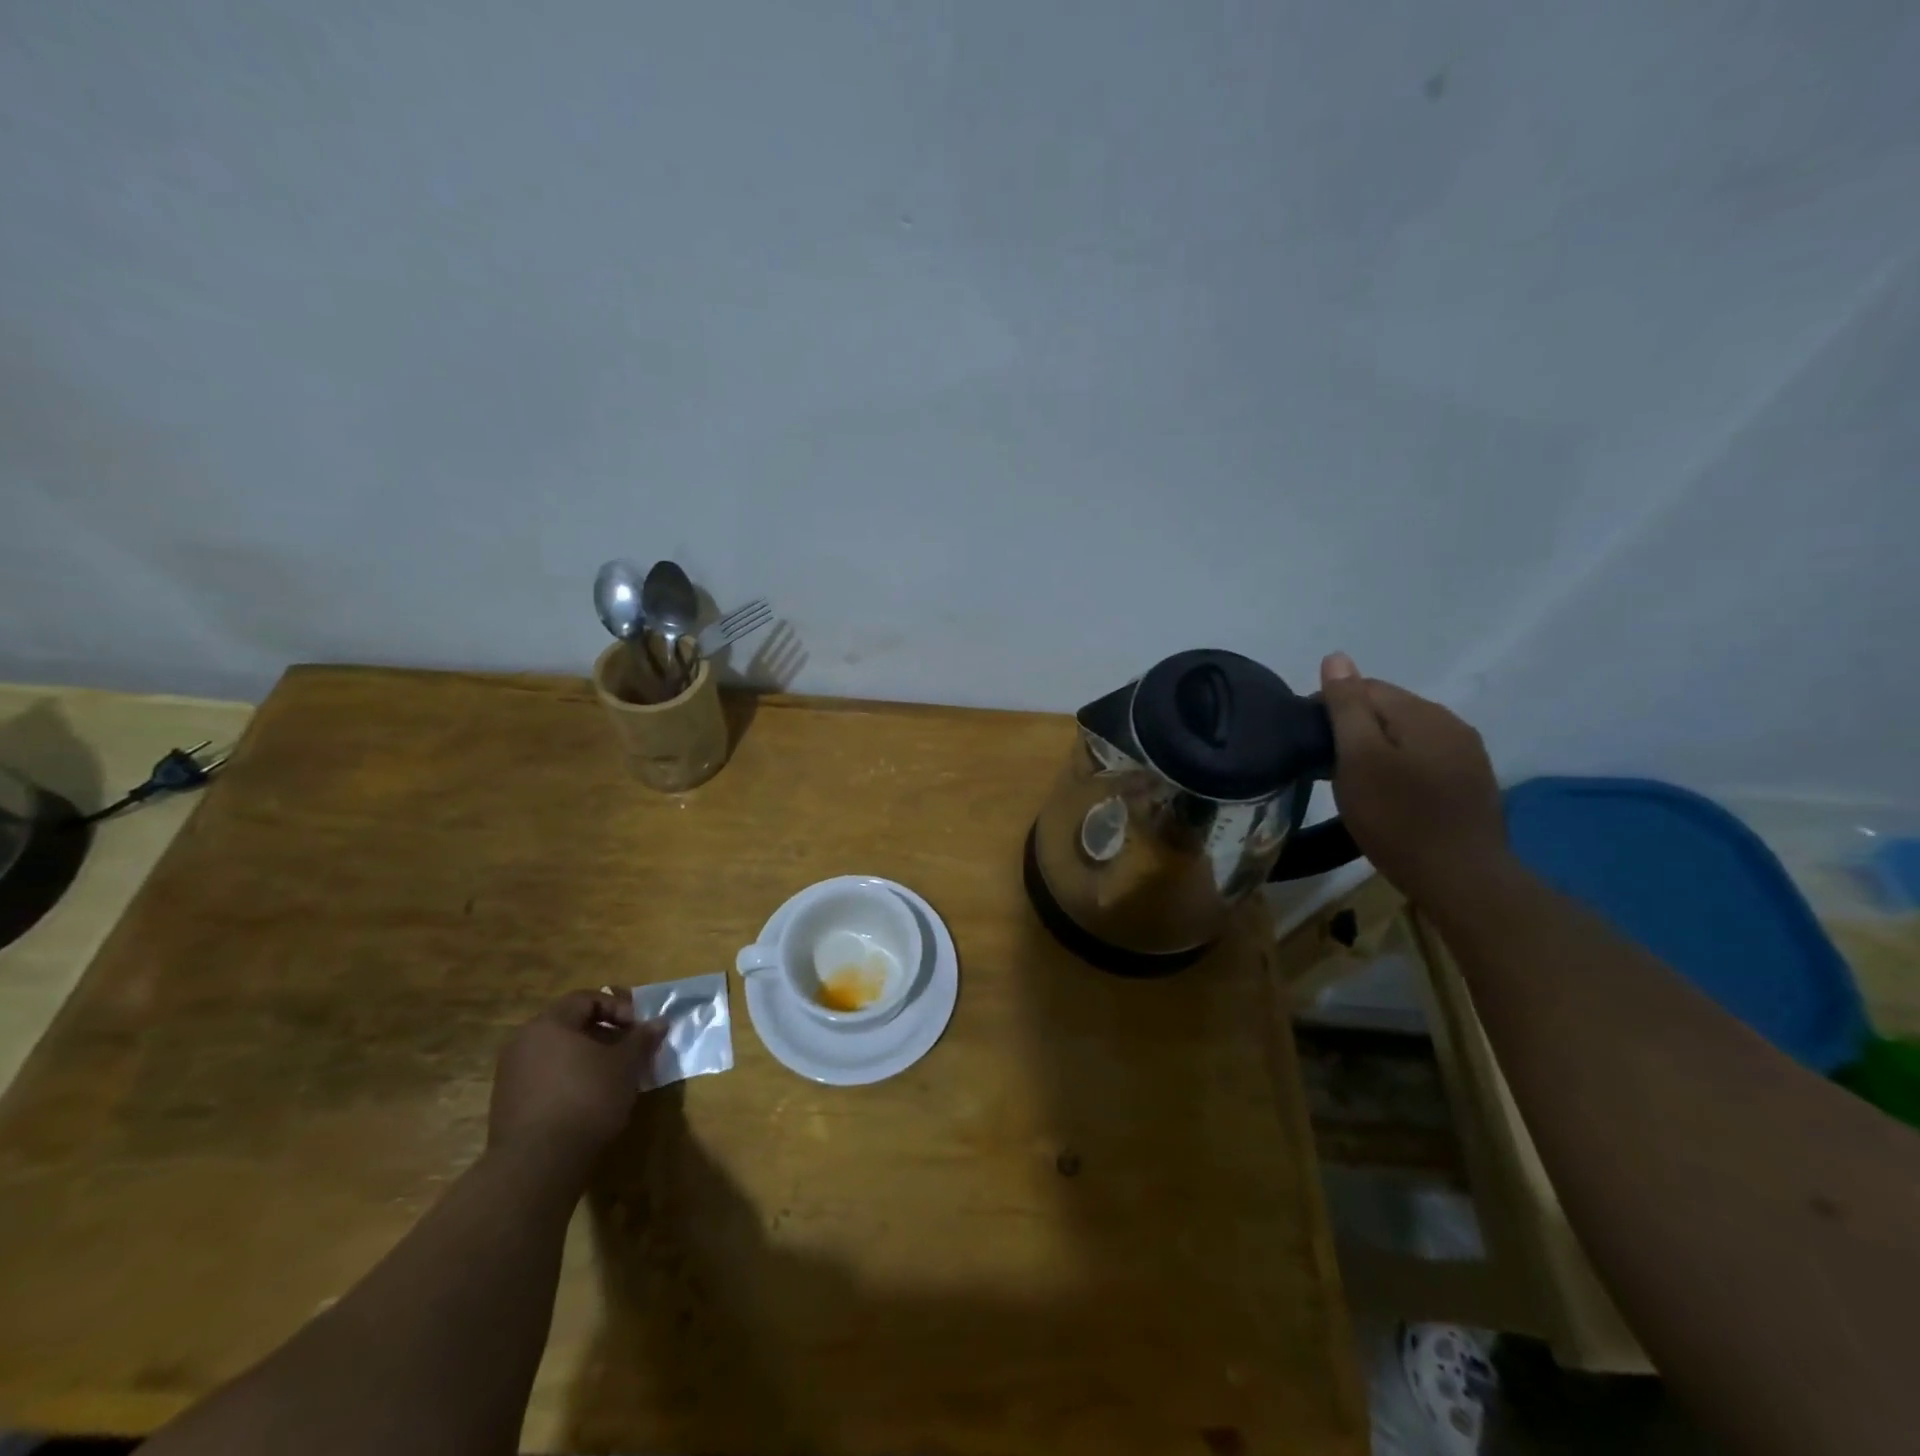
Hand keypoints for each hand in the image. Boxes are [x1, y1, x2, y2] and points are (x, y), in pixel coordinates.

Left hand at [489, 990, 661, 1163]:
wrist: (537, 1164)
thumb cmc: (586, 1098)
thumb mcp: (626, 1065)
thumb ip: (642, 1039)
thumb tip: (660, 1022)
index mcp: (549, 1024)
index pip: (586, 999)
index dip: (617, 1007)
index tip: (637, 1028)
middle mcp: (524, 1042)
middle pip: (570, 1025)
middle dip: (604, 1034)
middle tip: (628, 1050)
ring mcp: (511, 1075)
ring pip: (557, 1053)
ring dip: (587, 1058)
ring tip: (612, 1077)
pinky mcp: (507, 1105)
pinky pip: (545, 1078)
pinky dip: (569, 1080)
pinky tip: (588, 1101)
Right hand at [1319, 652, 1509, 903]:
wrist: (1462, 880)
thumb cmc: (1398, 818)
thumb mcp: (1359, 759)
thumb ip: (1347, 706)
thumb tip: (1336, 656)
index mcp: (1421, 713)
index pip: (1365, 687)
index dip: (1329, 706)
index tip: (1308, 741)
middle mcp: (1451, 723)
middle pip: (1389, 708)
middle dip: (1355, 726)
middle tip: (1326, 764)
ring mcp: (1468, 754)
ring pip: (1408, 734)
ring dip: (1379, 747)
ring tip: (1355, 780)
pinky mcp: (1472, 782)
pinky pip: (1426, 757)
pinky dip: (1401, 765)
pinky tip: (1390, 793)